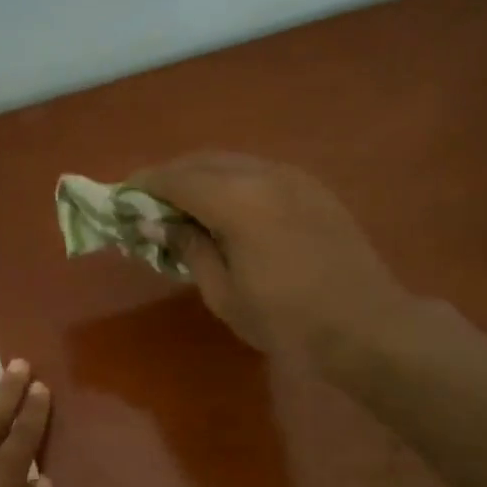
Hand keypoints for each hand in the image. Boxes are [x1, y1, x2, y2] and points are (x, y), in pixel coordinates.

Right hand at [128, 152, 414, 374]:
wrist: (365, 324)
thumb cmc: (286, 319)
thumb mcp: (223, 292)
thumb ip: (188, 248)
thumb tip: (154, 224)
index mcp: (237, 201)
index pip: (176, 179)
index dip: (143, 186)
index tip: (120, 198)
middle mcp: (263, 175)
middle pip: (202, 162)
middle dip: (169, 178)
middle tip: (145, 204)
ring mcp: (293, 177)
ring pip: (232, 163)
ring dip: (200, 177)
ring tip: (180, 207)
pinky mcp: (311, 188)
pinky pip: (257, 172)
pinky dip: (230, 182)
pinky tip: (223, 209)